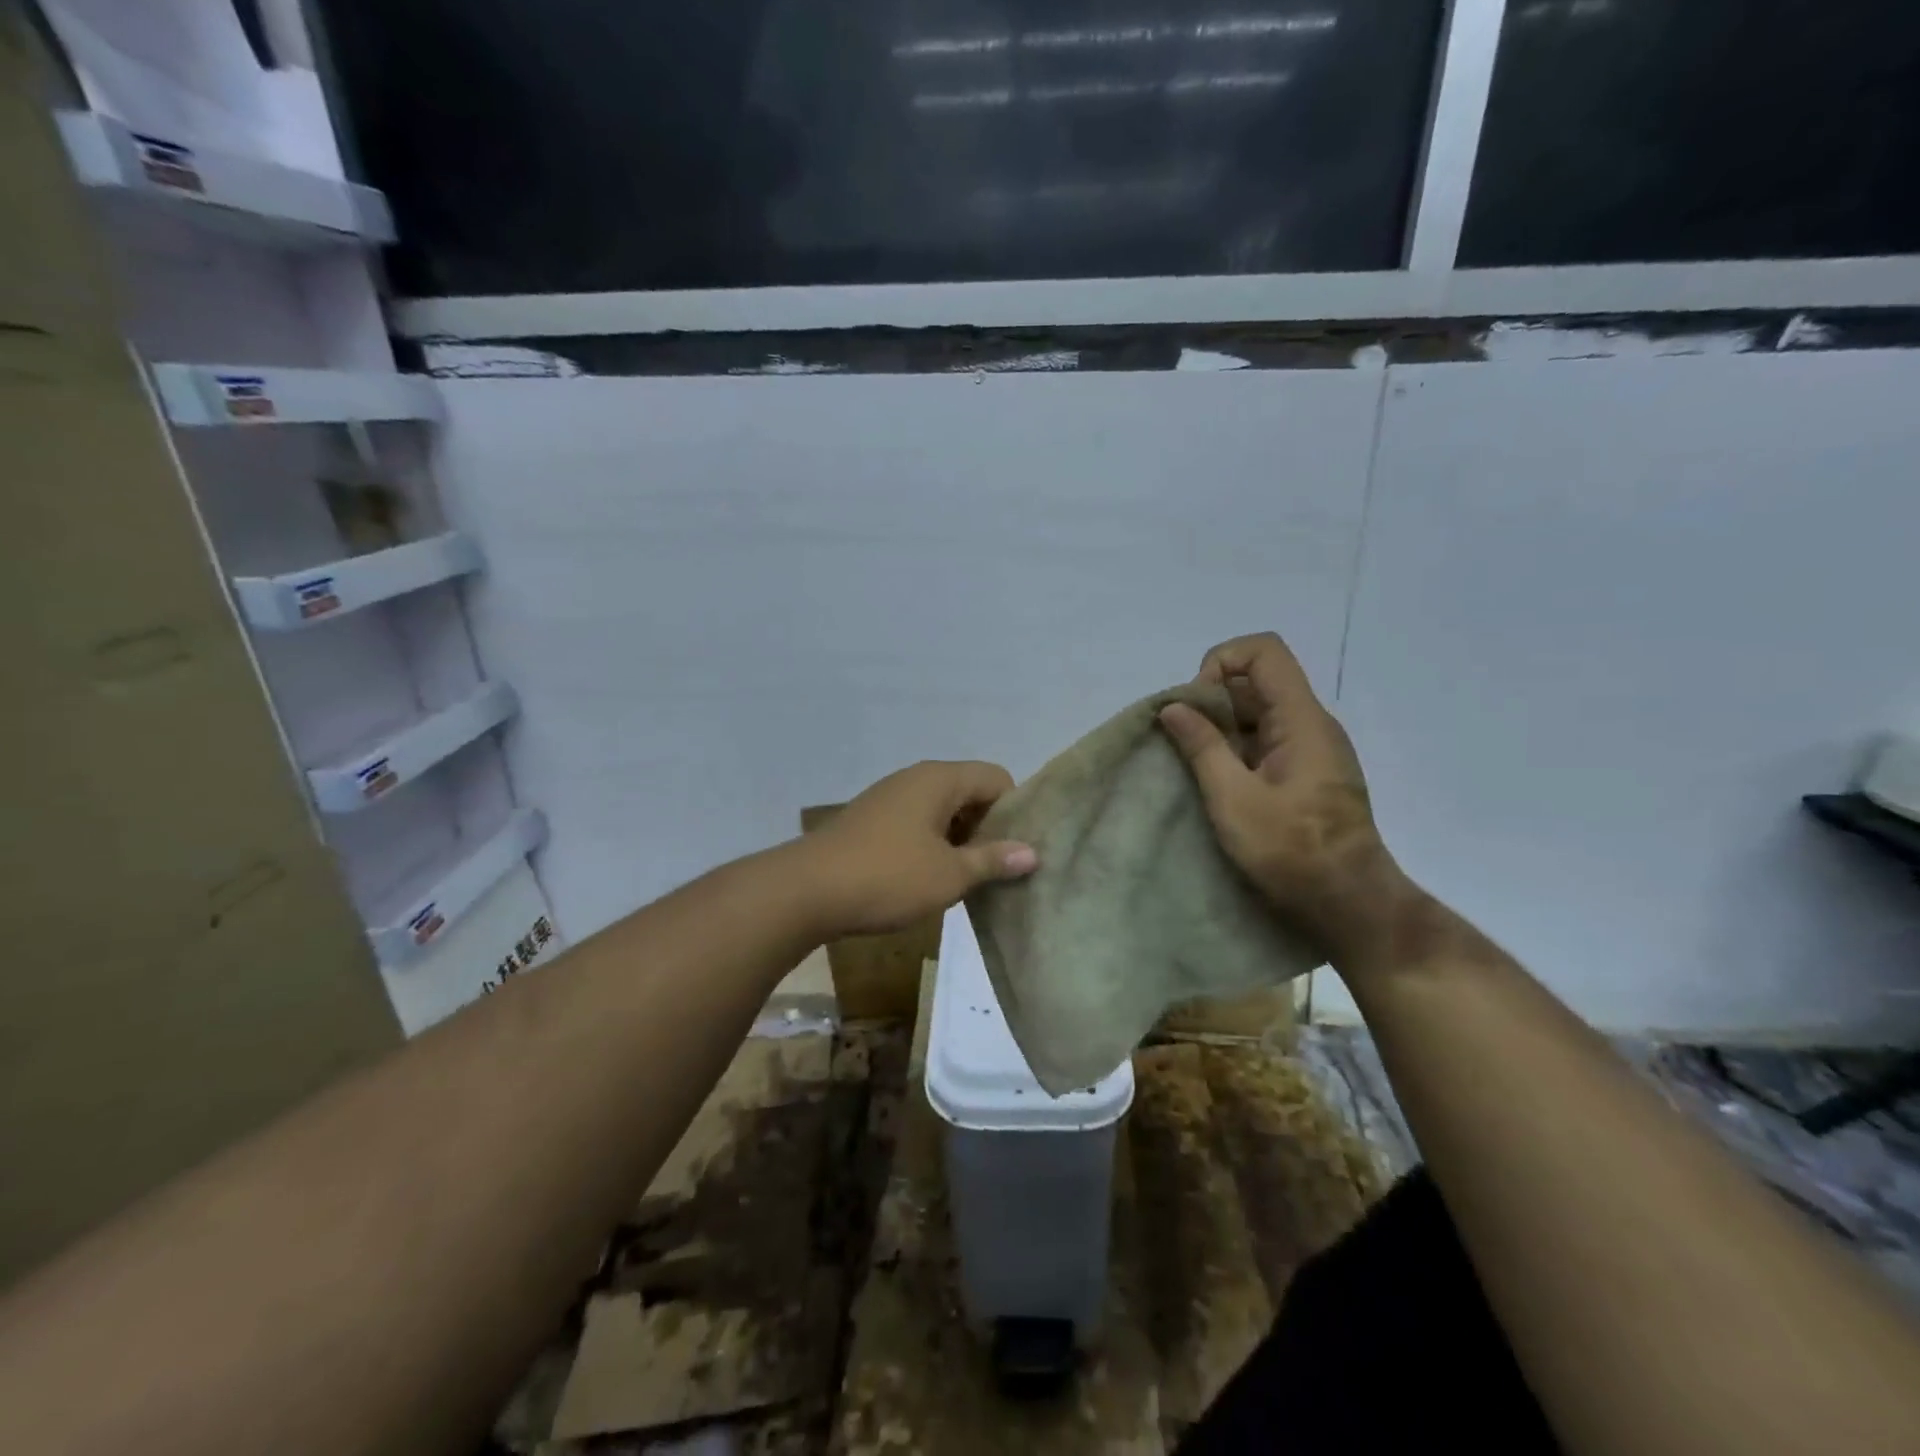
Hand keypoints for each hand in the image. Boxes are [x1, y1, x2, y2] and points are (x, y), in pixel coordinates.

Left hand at [803, 761, 1037, 937]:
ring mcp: (889, 798)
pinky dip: (932, 845)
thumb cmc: (888, 876)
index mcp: (940, 779)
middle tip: (1000, 869)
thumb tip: (1032, 852)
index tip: (1020, 850)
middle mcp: (915, 779)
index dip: (1015, 810)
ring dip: (960, 840)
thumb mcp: (949, 874)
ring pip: (942, 811)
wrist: (806, 891)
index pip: (996, 778)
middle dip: (989, 827)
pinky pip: (917, 824)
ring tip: (969, 879)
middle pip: (969, 792)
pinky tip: (931, 879)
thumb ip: (993, 859)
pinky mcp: (871, 821)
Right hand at [1158, 633, 1411, 972]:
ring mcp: (1313, 749)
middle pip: (1258, 681)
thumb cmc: (1291, 851)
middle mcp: (1312, 724)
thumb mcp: (1233, 799)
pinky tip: (1221, 784)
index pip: (1264, 652)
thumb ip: (1202, 747)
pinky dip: (1237, 749)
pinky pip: (1268, 740)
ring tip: (1198, 767)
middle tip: (1186, 742)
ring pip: (1260, 712)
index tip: (1198, 706)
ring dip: (1222, 729)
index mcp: (1301, 720)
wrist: (1350, 904)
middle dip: (1214, 701)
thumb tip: (1173, 707)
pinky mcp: (1310, 772)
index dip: (1222, 663)